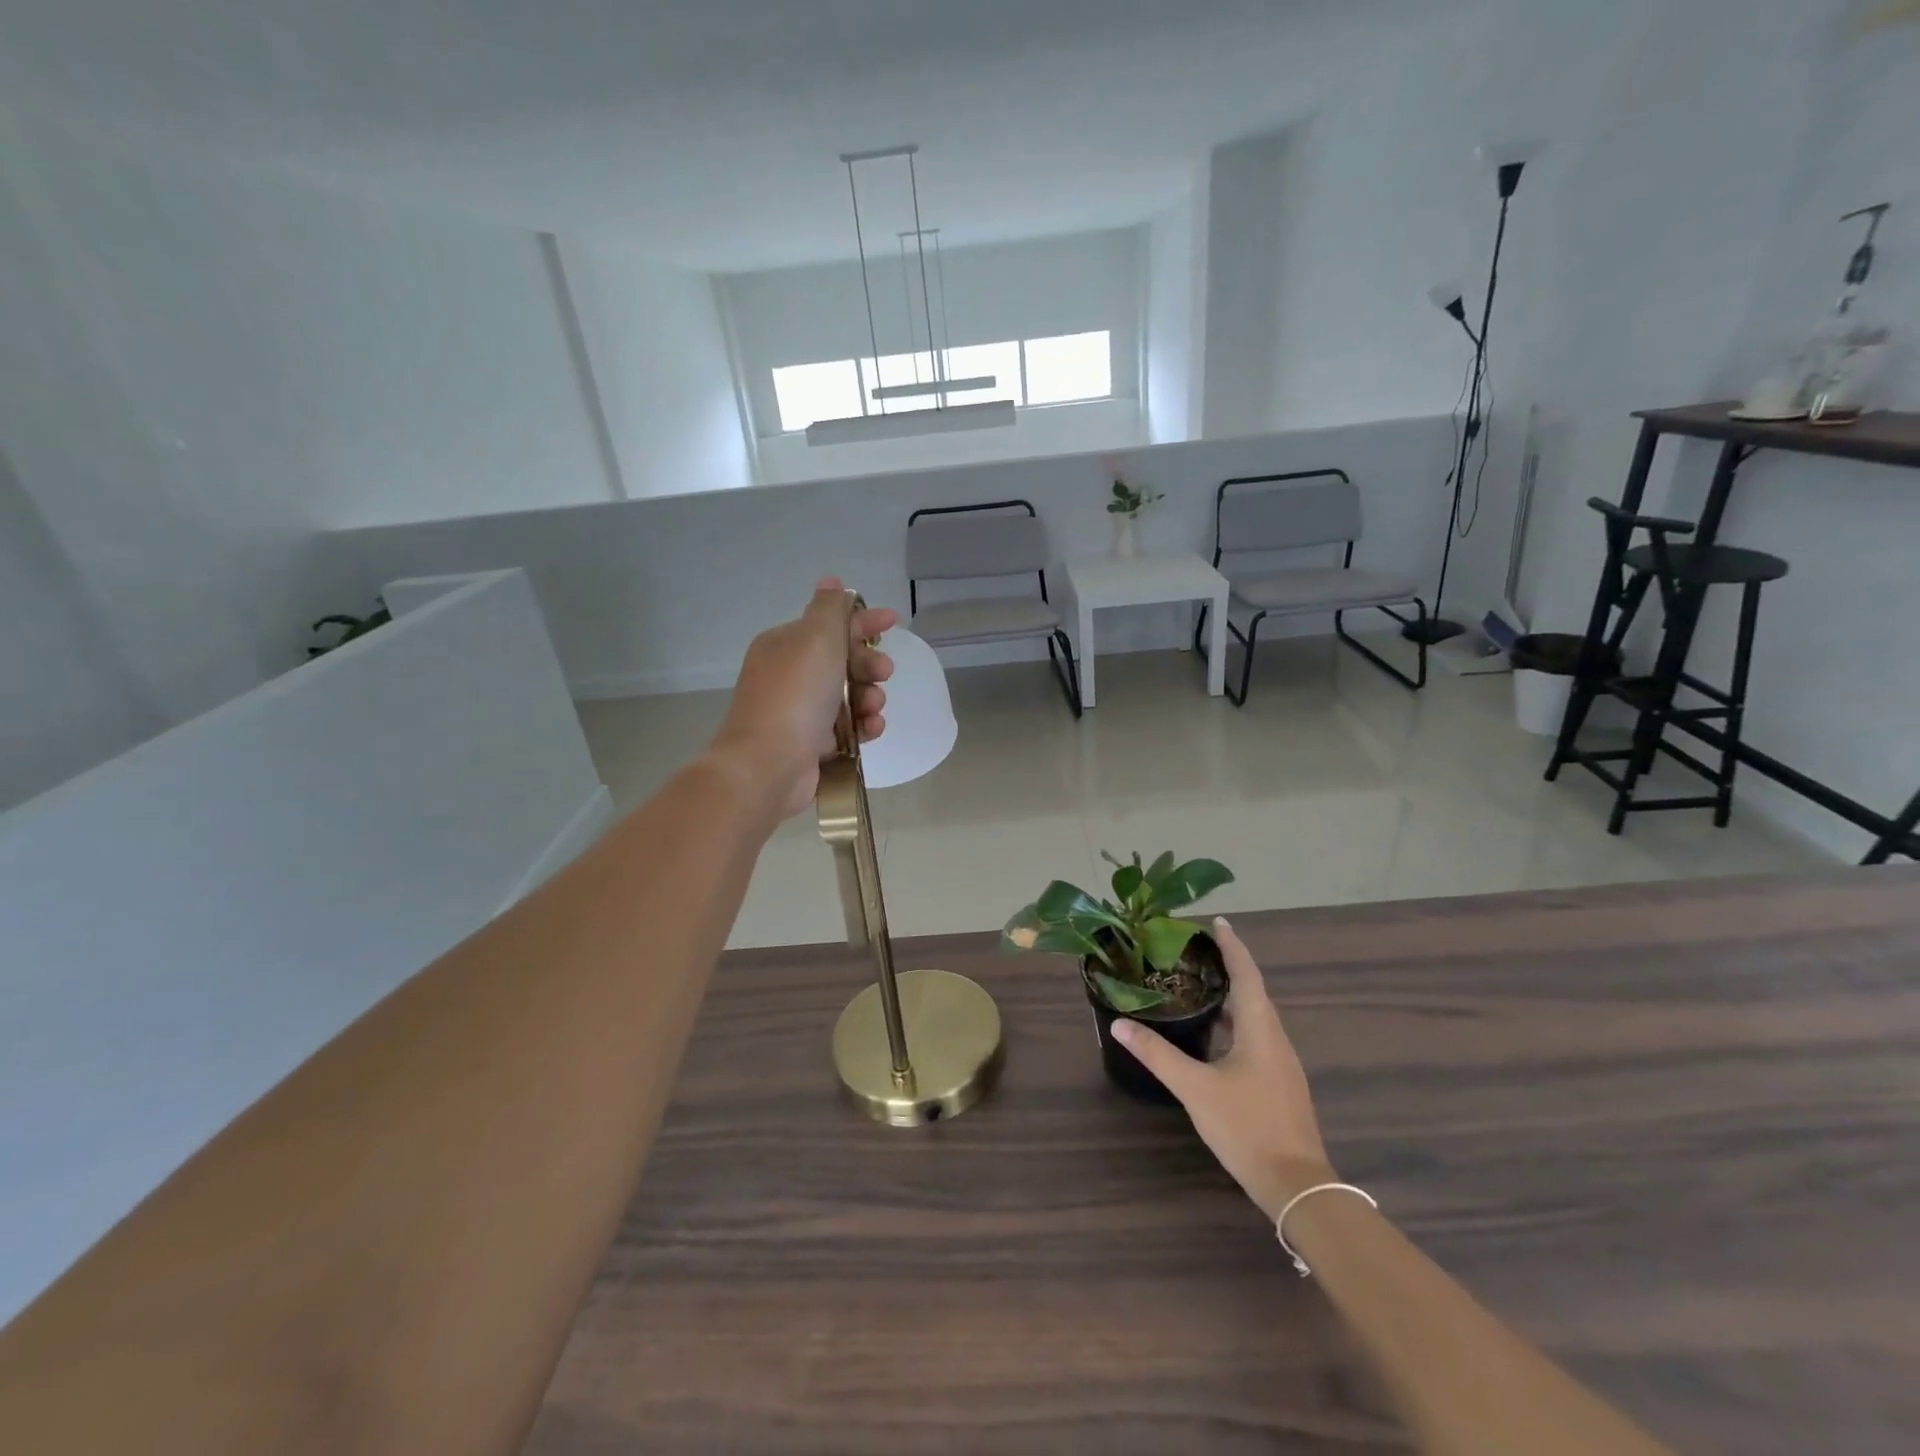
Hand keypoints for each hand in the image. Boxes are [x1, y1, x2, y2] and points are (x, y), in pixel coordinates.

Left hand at [711, 578, 896, 817]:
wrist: (769, 763)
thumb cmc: (796, 693)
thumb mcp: (817, 637)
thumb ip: (830, 608)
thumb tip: (831, 581)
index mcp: (786, 645)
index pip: (830, 624)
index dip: (864, 620)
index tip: (893, 621)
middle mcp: (790, 675)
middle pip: (843, 661)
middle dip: (869, 665)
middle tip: (884, 673)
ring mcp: (799, 712)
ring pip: (849, 697)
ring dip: (870, 698)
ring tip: (873, 708)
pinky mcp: (811, 745)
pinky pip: (847, 728)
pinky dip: (863, 726)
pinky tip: (872, 729)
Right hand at [1113, 918, 1333, 1220]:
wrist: (1297, 1185)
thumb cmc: (1247, 1128)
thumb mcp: (1195, 1089)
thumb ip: (1158, 1055)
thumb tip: (1119, 1025)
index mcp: (1259, 1029)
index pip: (1246, 974)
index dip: (1232, 946)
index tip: (1218, 922)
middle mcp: (1275, 1038)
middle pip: (1252, 991)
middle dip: (1228, 967)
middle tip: (1195, 951)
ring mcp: (1281, 1062)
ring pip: (1254, 1016)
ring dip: (1230, 995)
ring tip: (1198, 983)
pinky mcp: (1279, 1082)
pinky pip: (1255, 1036)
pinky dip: (1233, 1022)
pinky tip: (1212, 1034)